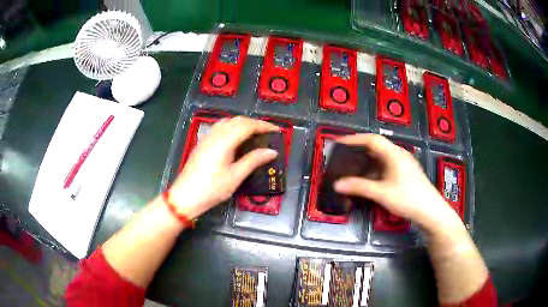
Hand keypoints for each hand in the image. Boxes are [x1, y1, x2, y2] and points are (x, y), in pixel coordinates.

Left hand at [169, 116, 278, 218]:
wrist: (185, 196)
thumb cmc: (212, 189)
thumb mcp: (235, 176)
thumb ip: (253, 160)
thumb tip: (271, 151)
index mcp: (224, 141)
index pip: (247, 126)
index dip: (263, 126)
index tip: (277, 130)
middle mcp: (215, 134)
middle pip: (237, 121)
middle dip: (254, 123)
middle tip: (268, 132)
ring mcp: (207, 138)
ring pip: (227, 122)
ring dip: (242, 123)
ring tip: (254, 133)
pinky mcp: (203, 143)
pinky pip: (220, 127)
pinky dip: (232, 127)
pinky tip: (236, 138)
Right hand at [333, 134, 459, 229]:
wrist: (430, 211)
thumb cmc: (408, 198)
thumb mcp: (382, 193)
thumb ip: (359, 187)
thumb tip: (337, 184)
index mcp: (394, 154)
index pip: (372, 139)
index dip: (354, 139)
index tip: (339, 143)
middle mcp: (399, 155)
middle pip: (376, 147)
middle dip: (359, 151)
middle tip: (343, 157)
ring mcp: (404, 164)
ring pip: (381, 158)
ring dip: (367, 162)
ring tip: (352, 169)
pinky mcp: (405, 174)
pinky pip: (386, 167)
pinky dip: (374, 170)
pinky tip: (368, 180)